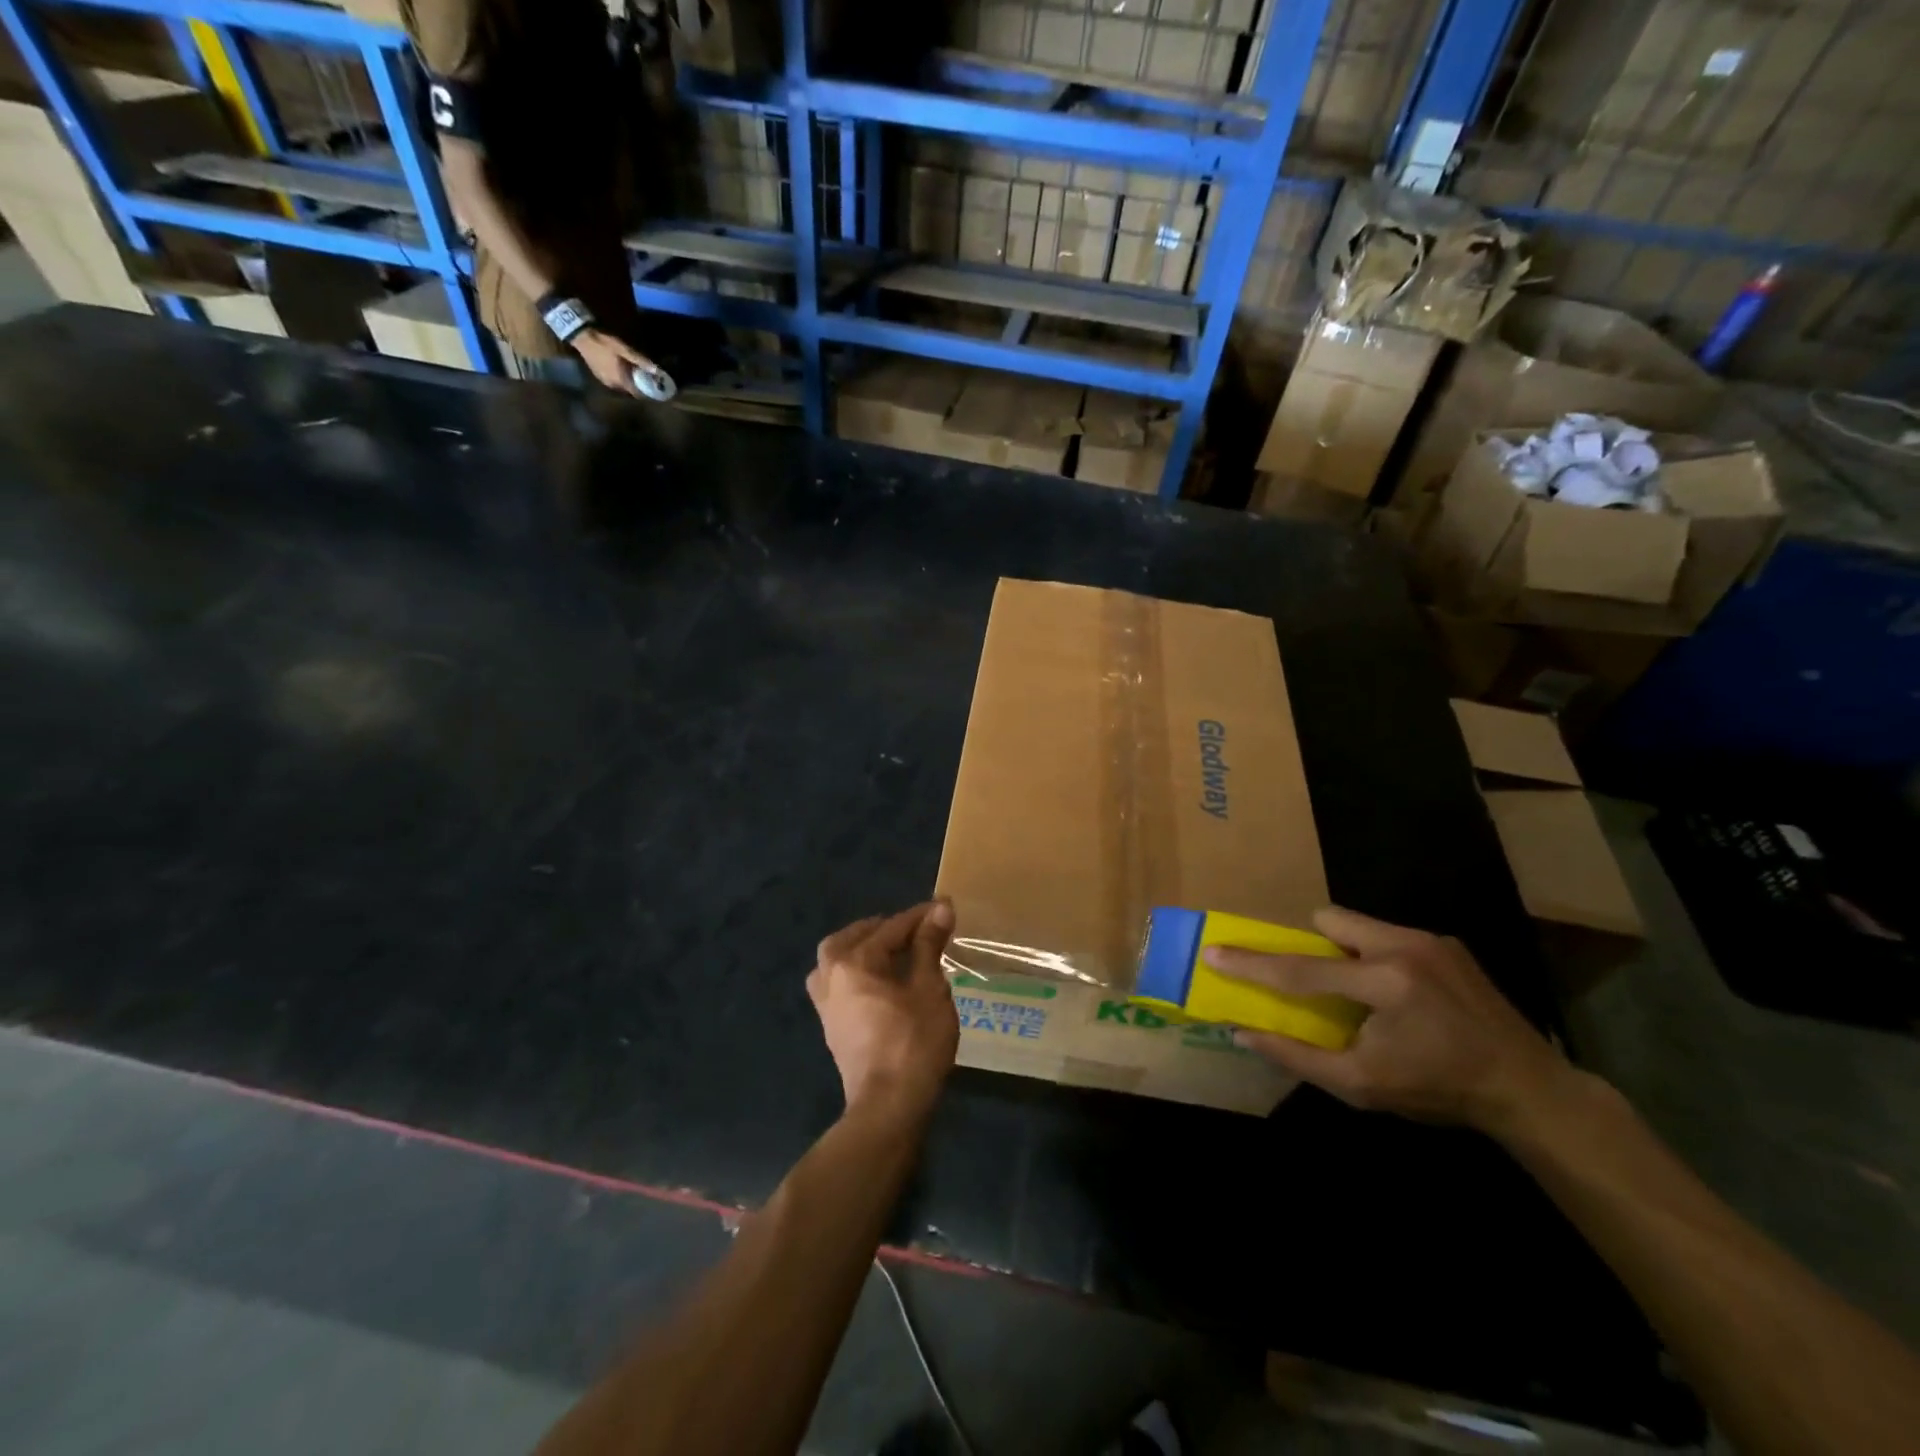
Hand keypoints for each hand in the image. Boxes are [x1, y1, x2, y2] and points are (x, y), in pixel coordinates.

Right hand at [570, 328, 658, 397]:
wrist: (582, 337)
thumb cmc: (604, 343)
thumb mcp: (624, 349)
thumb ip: (640, 361)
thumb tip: (657, 371)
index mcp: (620, 380)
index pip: (637, 393)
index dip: (646, 392)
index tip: (654, 388)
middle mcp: (613, 385)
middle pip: (629, 391)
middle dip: (638, 387)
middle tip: (646, 380)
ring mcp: (605, 382)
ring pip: (622, 388)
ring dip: (629, 384)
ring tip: (636, 376)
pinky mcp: (599, 377)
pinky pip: (614, 383)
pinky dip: (621, 380)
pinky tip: (623, 373)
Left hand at [807, 902, 958, 1121]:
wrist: (888, 1107)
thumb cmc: (914, 1042)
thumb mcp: (929, 989)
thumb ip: (929, 946)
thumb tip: (940, 908)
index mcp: (854, 963)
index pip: (890, 928)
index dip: (919, 917)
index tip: (943, 907)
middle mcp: (831, 977)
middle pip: (850, 939)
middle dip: (880, 929)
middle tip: (909, 929)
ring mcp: (826, 1005)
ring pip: (835, 962)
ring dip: (859, 950)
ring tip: (888, 952)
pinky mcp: (831, 1028)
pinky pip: (837, 985)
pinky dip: (854, 973)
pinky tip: (878, 982)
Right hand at [1206, 906, 1571, 1135]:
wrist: (1529, 1089)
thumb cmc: (1439, 1091)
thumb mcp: (1362, 1086)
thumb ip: (1297, 1056)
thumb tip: (1243, 1032)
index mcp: (1383, 983)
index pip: (1300, 970)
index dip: (1252, 964)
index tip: (1214, 952)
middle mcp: (1404, 947)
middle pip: (1329, 920)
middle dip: (1313, 947)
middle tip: (1321, 985)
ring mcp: (1430, 940)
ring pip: (1358, 924)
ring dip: (1345, 951)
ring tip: (1364, 993)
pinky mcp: (1447, 943)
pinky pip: (1389, 935)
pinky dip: (1376, 957)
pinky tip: (1402, 996)